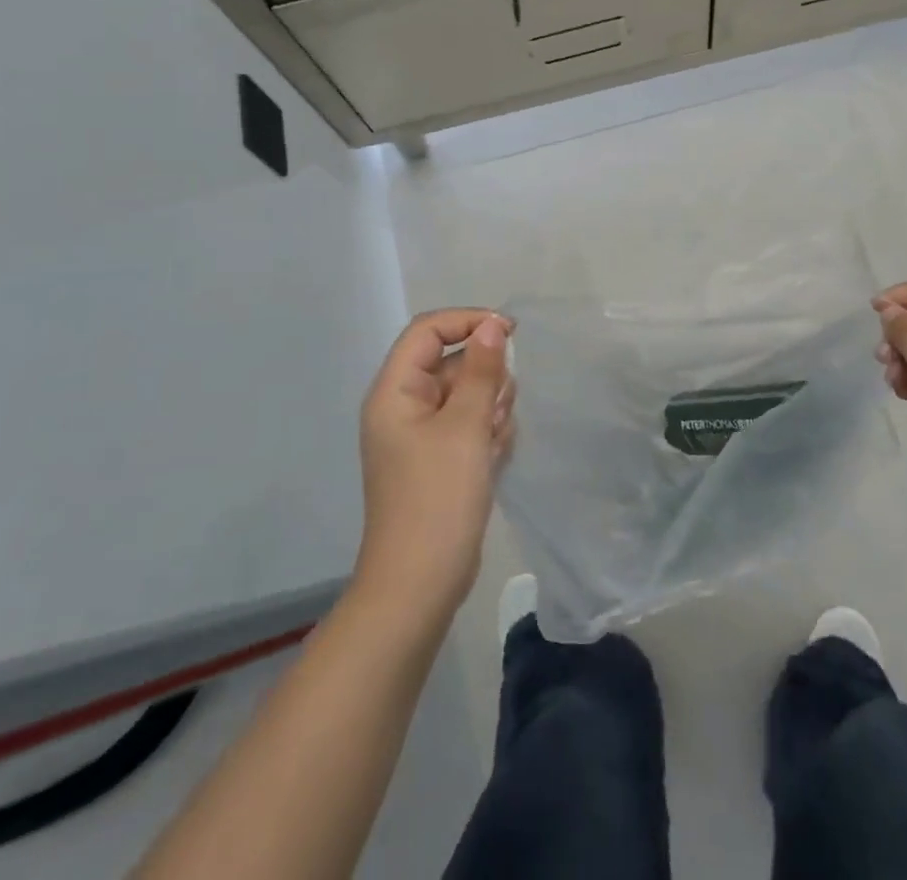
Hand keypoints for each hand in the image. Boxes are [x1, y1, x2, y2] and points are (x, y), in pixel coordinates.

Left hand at [353, 309, 514, 615]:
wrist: (420, 586)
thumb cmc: (438, 499)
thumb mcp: (466, 427)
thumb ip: (481, 370)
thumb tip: (492, 325)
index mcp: (395, 392)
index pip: (428, 330)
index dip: (468, 321)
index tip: (511, 333)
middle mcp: (404, 406)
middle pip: (452, 361)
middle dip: (485, 379)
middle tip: (494, 413)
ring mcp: (422, 435)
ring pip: (468, 393)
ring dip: (490, 409)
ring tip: (491, 444)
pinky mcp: (441, 459)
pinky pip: (470, 424)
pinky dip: (487, 434)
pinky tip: (493, 460)